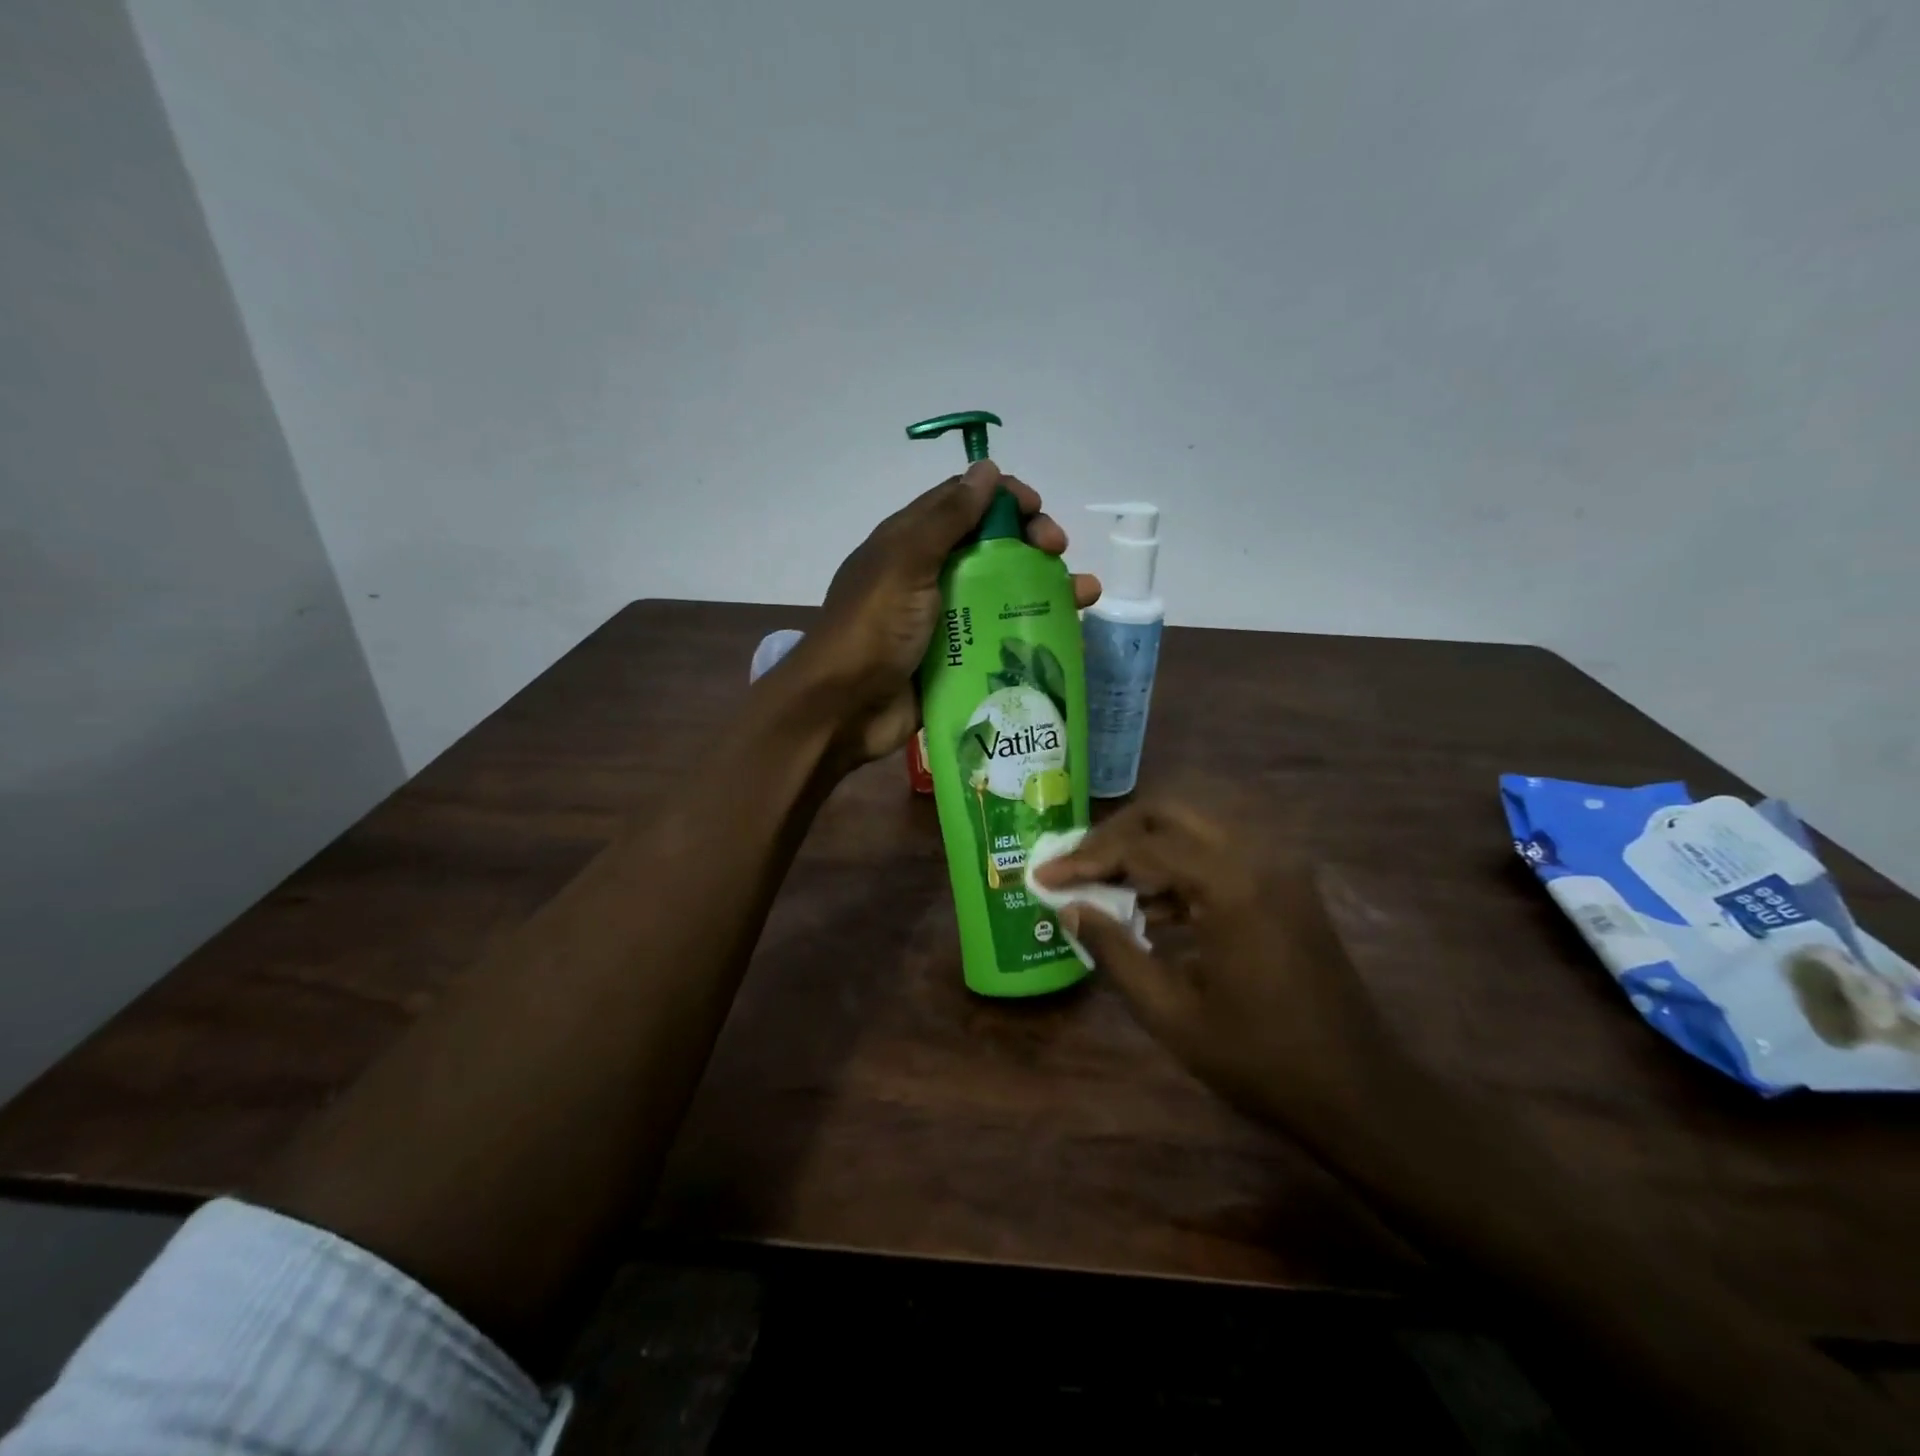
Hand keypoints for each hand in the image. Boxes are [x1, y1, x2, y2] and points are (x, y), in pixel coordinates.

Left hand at [793, 460, 1100, 765]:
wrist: (843, 710)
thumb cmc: (872, 629)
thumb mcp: (906, 563)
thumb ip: (946, 519)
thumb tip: (986, 469)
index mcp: (912, 543)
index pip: (965, 504)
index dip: (1005, 499)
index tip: (1037, 512)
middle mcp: (931, 575)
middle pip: (992, 547)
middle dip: (1031, 543)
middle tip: (1057, 554)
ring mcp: (947, 620)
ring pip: (1004, 594)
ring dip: (1044, 588)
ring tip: (1084, 596)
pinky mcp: (959, 659)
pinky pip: (1002, 638)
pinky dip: (1034, 633)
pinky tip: (1068, 635)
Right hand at [1032, 790, 1409, 1142]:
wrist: (1359, 1091)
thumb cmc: (1260, 1059)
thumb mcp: (1171, 1013)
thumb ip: (1114, 950)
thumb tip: (1070, 907)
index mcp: (1230, 884)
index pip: (1141, 847)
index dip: (1085, 859)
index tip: (1044, 875)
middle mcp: (1257, 854)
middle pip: (1169, 812)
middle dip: (1115, 836)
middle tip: (1076, 867)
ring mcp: (1278, 864)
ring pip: (1195, 826)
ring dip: (1147, 848)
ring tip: (1105, 887)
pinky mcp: (1286, 881)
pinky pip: (1221, 851)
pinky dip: (1180, 866)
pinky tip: (1152, 907)